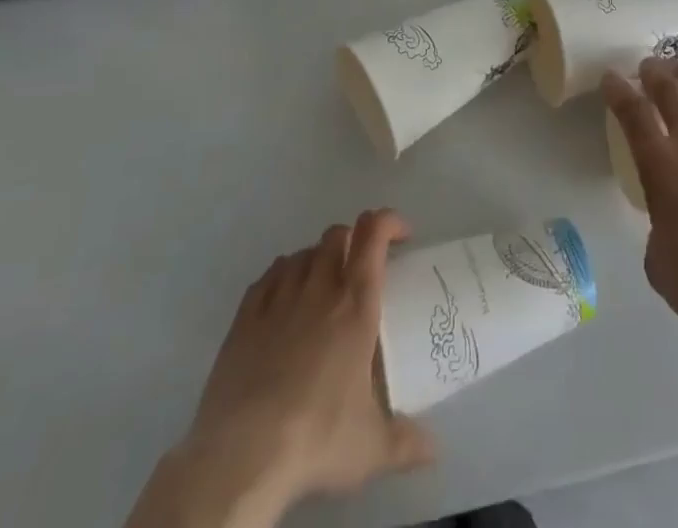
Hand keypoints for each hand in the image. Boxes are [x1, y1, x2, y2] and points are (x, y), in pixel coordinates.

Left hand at [128, 210, 433, 527]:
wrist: (242, 455)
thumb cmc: (318, 437)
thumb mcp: (372, 448)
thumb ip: (407, 441)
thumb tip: (435, 449)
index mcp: (356, 303)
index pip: (374, 234)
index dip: (390, 222)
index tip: (402, 236)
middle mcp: (319, 288)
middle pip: (337, 234)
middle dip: (353, 240)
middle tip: (361, 268)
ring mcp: (278, 298)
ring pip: (303, 252)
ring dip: (318, 259)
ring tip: (323, 286)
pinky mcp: (244, 317)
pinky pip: (269, 276)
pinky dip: (283, 276)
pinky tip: (283, 300)